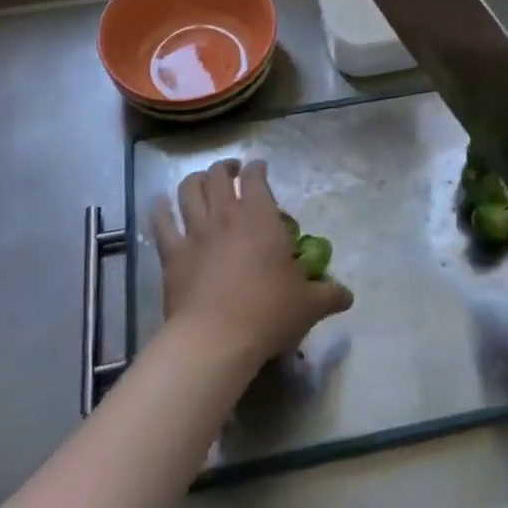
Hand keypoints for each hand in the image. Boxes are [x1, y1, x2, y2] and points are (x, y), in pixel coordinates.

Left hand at [152, 159, 352, 368]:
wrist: (216, 338)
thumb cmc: (268, 313)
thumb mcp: (308, 305)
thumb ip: (329, 295)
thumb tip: (348, 296)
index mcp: (261, 218)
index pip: (256, 177)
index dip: (257, 168)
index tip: (260, 169)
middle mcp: (226, 215)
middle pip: (218, 176)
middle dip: (225, 168)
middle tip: (231, 172)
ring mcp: (195, 233)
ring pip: (188, 190)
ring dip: (194, 180)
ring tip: (200, 182)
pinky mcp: (172, 254)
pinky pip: (162, 222)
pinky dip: (160, 209)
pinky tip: (160, 204)